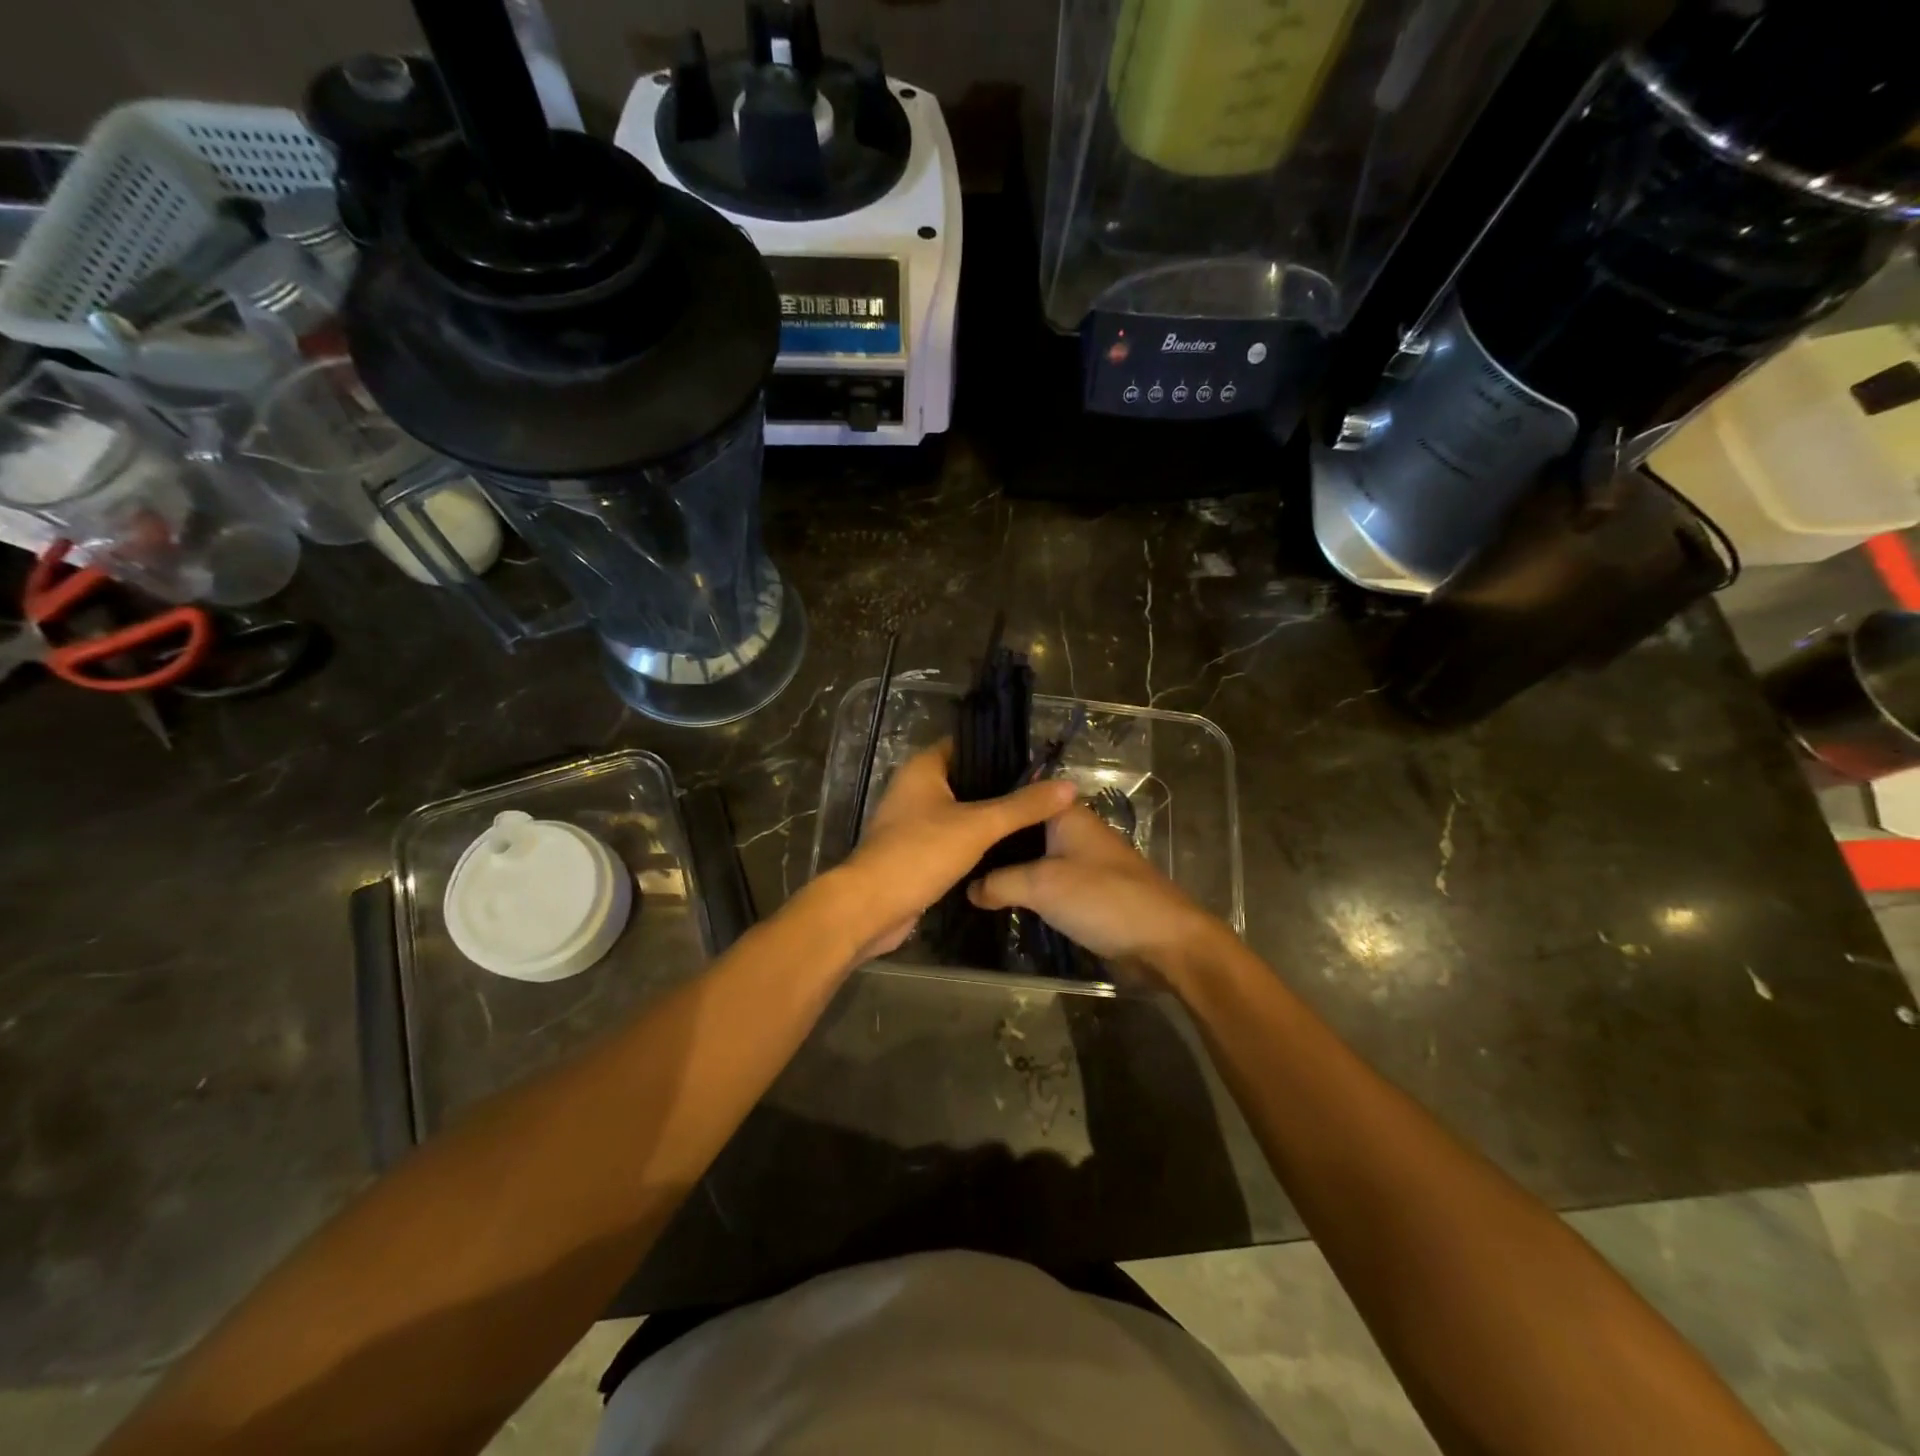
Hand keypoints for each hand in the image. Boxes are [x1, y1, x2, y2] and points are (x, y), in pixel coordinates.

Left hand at [830, 742, 1076, 960]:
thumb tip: (1068, 786)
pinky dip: (976, 841)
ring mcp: (913, 822)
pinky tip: (1007, 849)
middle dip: (1001, 787)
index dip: (1000, 751)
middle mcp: (915, 789)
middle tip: (1044, 793)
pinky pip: (952, 838)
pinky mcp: (916, 852)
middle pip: (966, 779)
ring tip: (1034, 819)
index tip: (1037, 762)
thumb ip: (1023, 806)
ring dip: (990, 817)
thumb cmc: (920, 853)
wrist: (871, 907)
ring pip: (960, 811)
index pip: (966, 746)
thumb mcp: (978, 826)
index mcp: (923, 769)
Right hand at [967, 803, 1223, 978]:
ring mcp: (1080, 861)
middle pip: (1022, 828)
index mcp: (1065, 813)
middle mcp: (1072, 830)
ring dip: (1006, 868)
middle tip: (949, 850)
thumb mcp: (1041, 885)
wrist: (1163, 941)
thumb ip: (999, 882)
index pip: (1018, 794)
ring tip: (961, 873)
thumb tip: (968, 888)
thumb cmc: (1102, 899)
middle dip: (991, 840)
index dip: (986, 801)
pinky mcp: (1085, 891)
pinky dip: (1024, 888)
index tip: (950, 813)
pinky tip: (995, 898)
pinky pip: (1045, 882)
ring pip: (1032, 857)